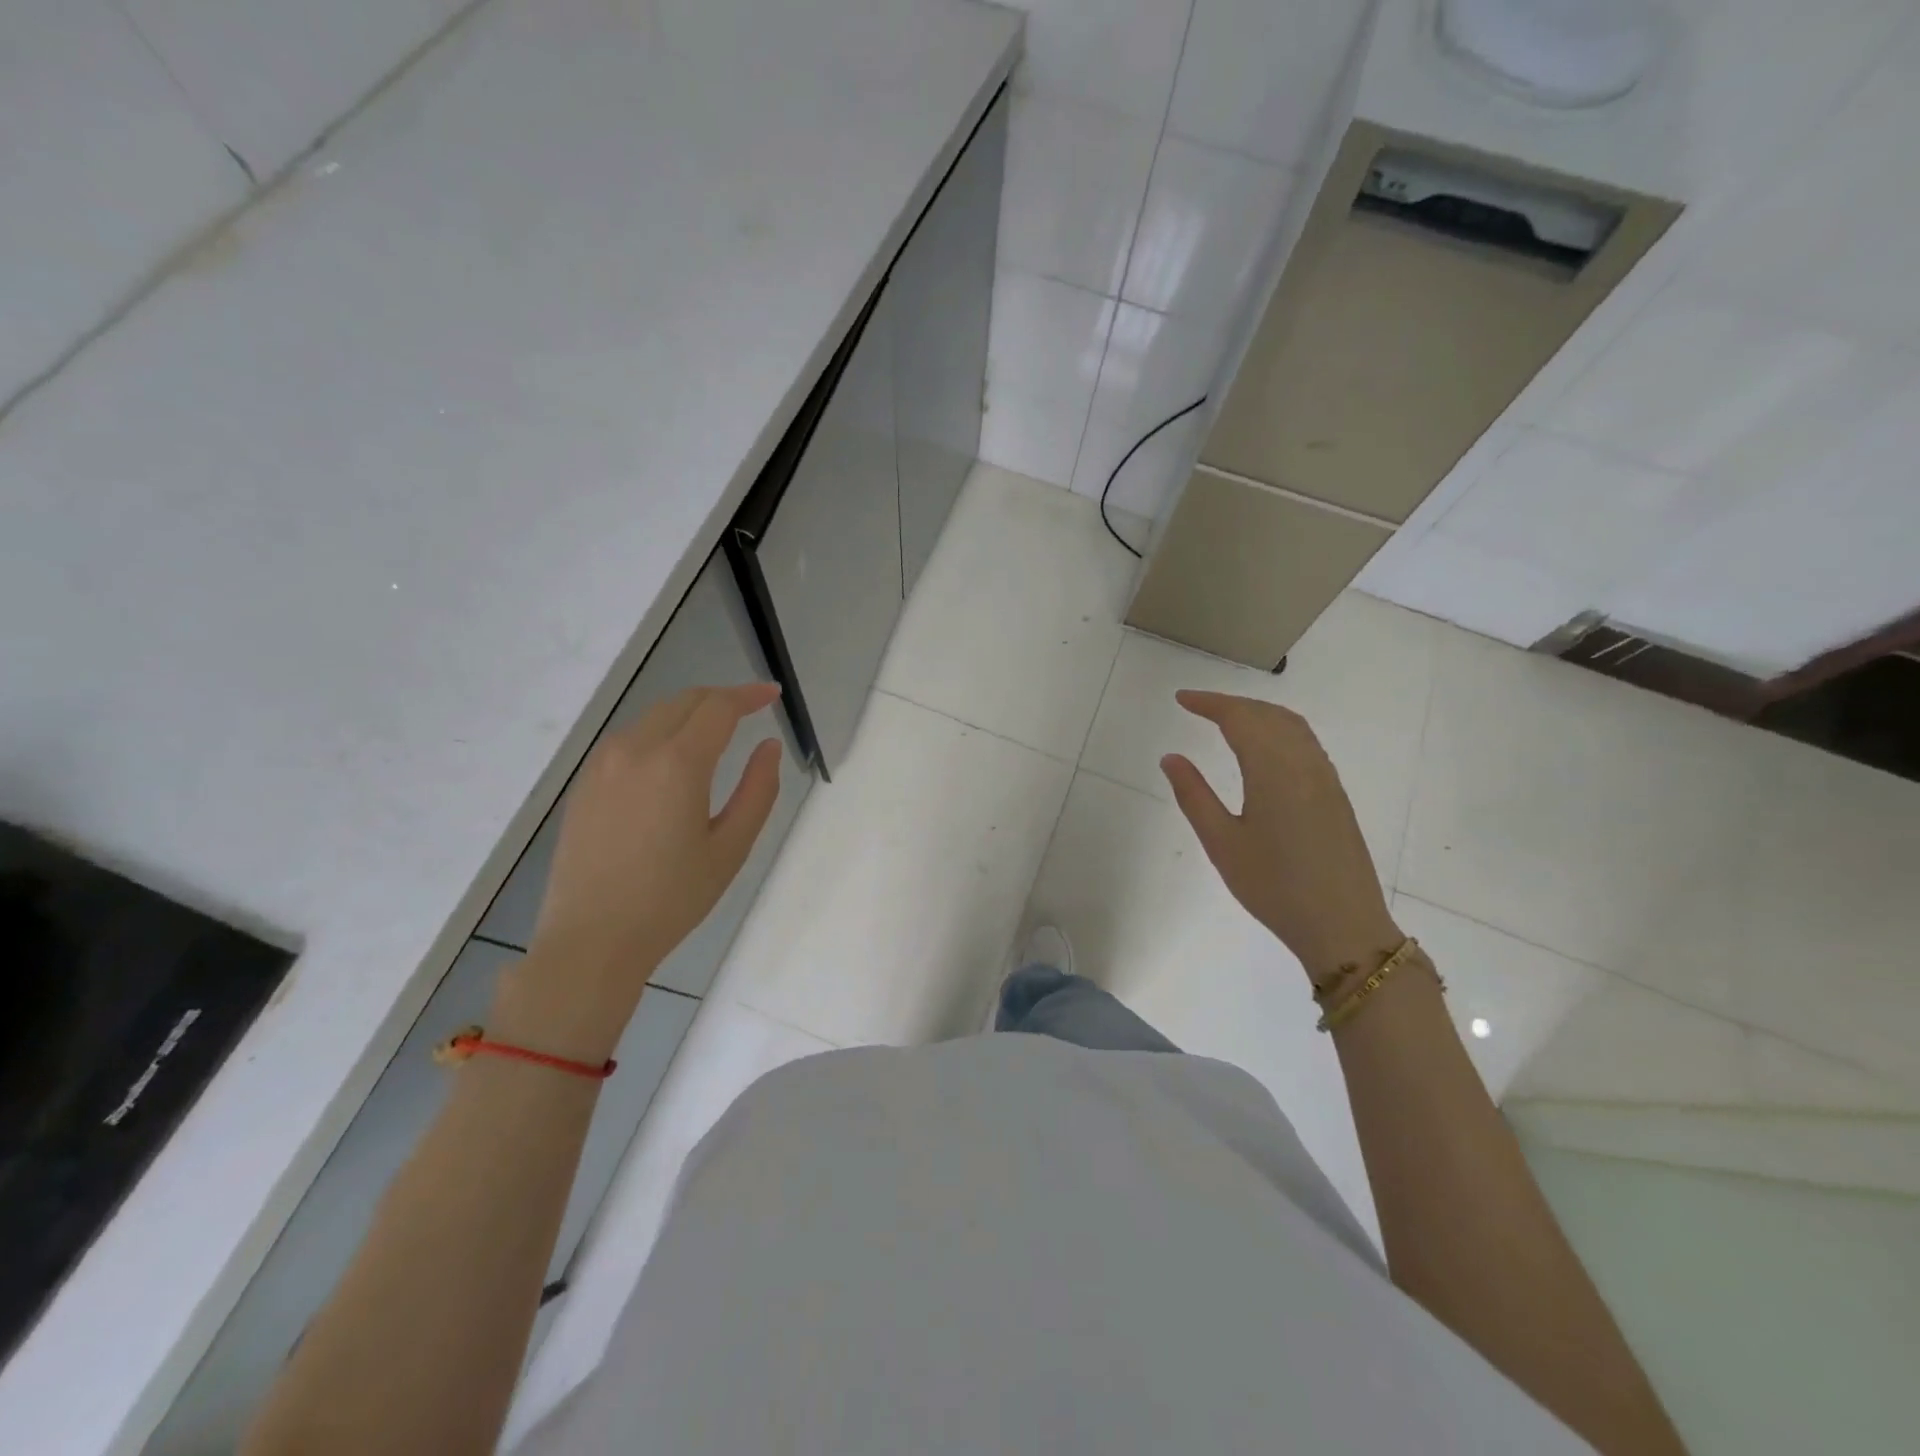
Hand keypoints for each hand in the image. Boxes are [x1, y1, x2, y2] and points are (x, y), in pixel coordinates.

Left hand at [493, 683, 783, 1060]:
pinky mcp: (585, 783)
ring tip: (717, 732)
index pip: (718, 708)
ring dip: (689, 713)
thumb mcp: (731, 848)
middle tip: (751, 710)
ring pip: (654, 716)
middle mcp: (635, 750)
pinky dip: (660, 732)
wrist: (591, 940)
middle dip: (721, 698)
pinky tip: (673, 758)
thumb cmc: (672, 898)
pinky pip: (629, 739)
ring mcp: (602, 764)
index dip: (749, 695)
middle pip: (684, 702)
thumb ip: (757, 790)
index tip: (772, 694)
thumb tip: (769, 747)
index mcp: (677, 764)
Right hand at [1160, 691, 1398, 988]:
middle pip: (1268, 715)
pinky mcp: (1335, 794)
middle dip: (1232, 703)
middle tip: (1198, 707)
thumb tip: (1171, 757)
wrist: (1343, 925)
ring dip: (1258, 713)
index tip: (1181, 699)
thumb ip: (1194, 795)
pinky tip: (1264, 747)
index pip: (1240, 718)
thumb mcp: (1222, 844)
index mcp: (1273, 771)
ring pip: (1292, 725)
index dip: (1210, 703)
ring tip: (1227, 719)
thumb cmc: (1274, 887)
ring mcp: (1325, 777)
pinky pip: (1306, 743)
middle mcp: (1304, 763)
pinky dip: (1279, 729)